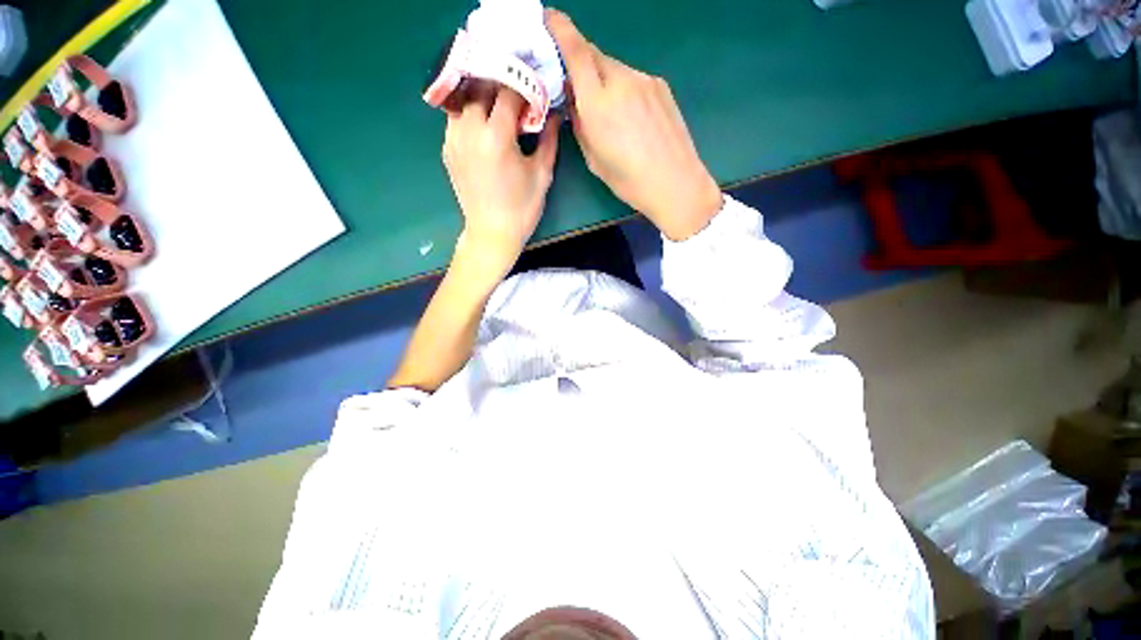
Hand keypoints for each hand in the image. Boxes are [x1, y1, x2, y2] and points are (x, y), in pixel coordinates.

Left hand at [443, 86, 560, 284]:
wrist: (492, 233)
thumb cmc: (522, 208)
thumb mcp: (542, 174)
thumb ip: (548, 139)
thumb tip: (554, 115)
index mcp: (496, 136)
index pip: (507, 92)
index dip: (523, 88)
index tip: (533, 93)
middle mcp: (470, 131)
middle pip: (481, 88)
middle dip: (501, 87)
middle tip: (516, 98)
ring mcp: (453, 140)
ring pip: (465, 101)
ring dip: (482, 99)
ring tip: (498, 110)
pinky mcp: (447, 150)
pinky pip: (456, 120)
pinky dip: (470, 115)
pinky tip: (484, 128)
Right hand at [546, 9, 721, 240]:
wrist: (676, 183)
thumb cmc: (630, 181)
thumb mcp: (594, 159)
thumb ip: (581, 125)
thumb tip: (575, 102)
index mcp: (598, 103)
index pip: (576, 51)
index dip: (560, 29)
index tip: (549, 18)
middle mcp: (621, 81)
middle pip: (594, 57)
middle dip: (581, 66)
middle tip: (577, 88)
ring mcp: (645, 80)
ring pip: (614, 68)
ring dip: (604, 80)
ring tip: (610, 113)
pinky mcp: (661, 86)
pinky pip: (633, 78)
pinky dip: (624, 88)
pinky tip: (631, 116)